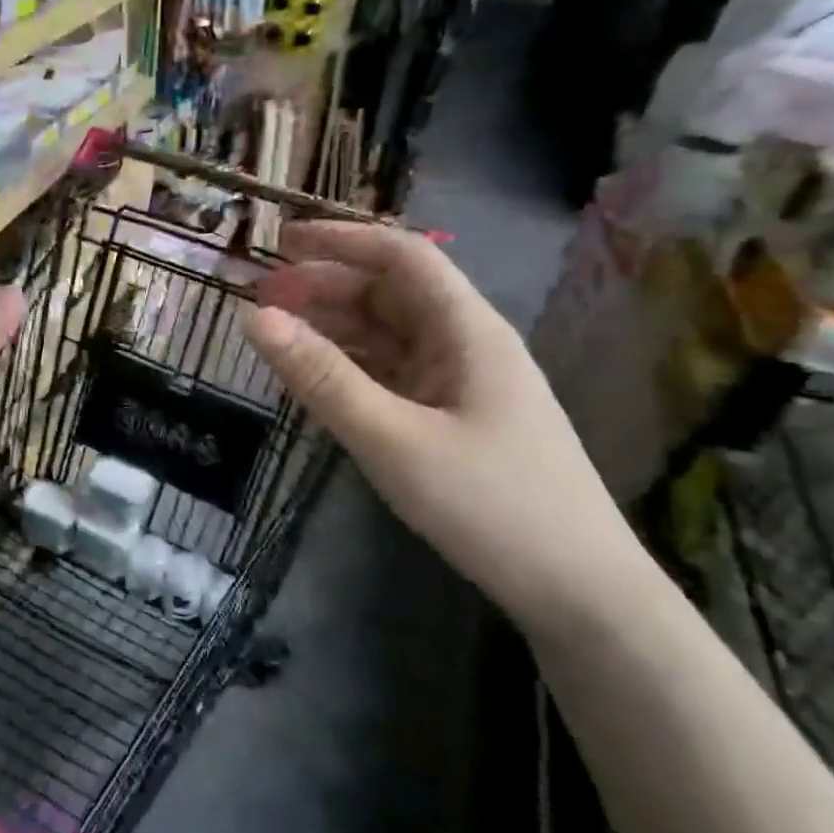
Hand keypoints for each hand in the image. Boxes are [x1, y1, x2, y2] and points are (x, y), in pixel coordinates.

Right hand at [245, 221, 637, 627]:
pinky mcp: (456, 420)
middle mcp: (466, 345)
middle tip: (262, 298)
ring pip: (390, 337)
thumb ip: (322, 377)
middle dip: (326, 287)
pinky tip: (319, 380)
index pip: (401, 256)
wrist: (579, 591)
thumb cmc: (489, 505)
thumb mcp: (392, 439)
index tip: (280, 241)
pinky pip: (395, 376)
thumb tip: (254, 317)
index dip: (340, 241)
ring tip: (278, 334)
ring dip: (335, 328)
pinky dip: (353, 368)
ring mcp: (462, 385)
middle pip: (391, 294)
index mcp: (466, 330)